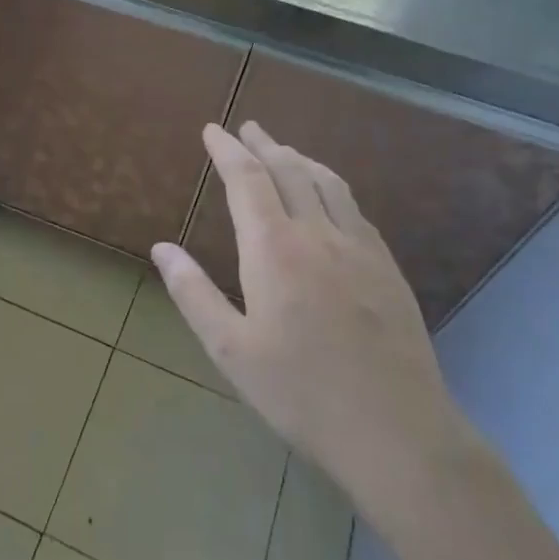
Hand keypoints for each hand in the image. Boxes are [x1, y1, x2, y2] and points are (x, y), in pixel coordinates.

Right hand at [151, 122, 469, 518]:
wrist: (396, 432)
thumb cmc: (300, 393)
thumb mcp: (230, 350)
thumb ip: (193, 293)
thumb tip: (161, 248)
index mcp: (274, 249)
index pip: (248, 180)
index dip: (227, 150)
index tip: (212, 129)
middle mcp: (318, 234)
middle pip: (290, 170)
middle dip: (264, 144)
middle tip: (247, 127)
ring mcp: (359, 248)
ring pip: (328, 183)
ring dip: (300, 158)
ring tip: (283, 149)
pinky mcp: (387, 268)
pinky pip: (354, 208)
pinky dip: (332, 186)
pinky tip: (329, 197)